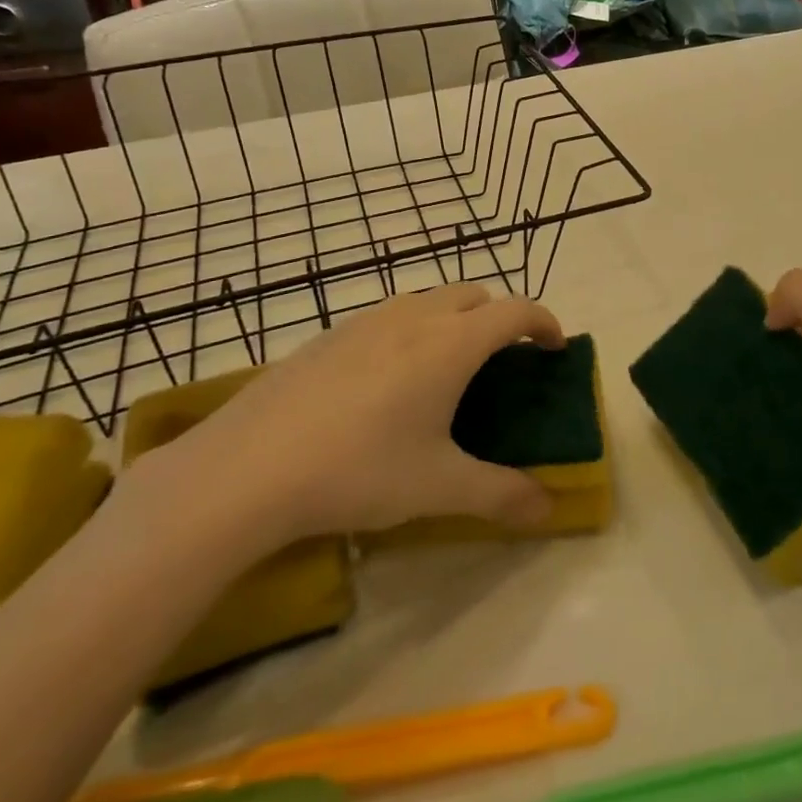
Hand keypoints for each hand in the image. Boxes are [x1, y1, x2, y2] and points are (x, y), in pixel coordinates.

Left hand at [124, 285, 560, 564]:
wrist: (247, 469)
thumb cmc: (359, 470)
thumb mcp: (439, 488)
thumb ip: (502, 494)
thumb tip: (548, 507)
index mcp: (452, 344)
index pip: (515, 312)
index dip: (543, 323)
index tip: (554, 347)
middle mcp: (415, 317)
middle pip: (474, 294)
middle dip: (498, 317)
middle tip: (500, 361)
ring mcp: (366, 321)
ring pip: (428, 300)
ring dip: (452, 318)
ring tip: (445, 368)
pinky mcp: (328, 335)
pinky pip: (387, 317)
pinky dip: (410, 330)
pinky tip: (385, 382)